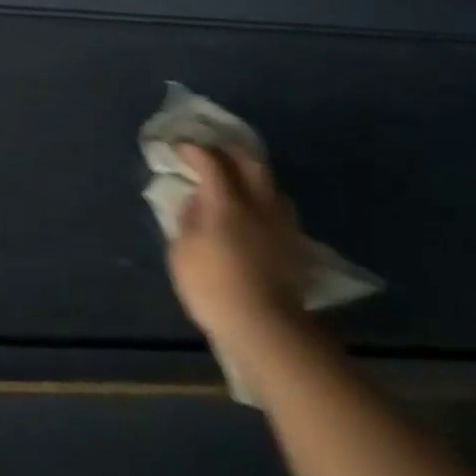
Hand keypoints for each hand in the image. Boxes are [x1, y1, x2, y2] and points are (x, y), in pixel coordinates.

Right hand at [166, 144, 311, 358]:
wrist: (265, 328)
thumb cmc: (213, 287)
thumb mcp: (181, 253)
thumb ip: (187, 220)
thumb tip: (196, 202)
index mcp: (226, 202)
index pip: (211, 162)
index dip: (194, 150)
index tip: (181, 148)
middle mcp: (258, 204)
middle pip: (251, 162)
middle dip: (230, 152)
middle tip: (214, 153)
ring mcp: (281, 224)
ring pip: (271, 186)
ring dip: (252, 177)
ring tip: (238, 184)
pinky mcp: (294, 246)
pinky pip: (279, 211)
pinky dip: (264, 203)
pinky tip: (256, 215)